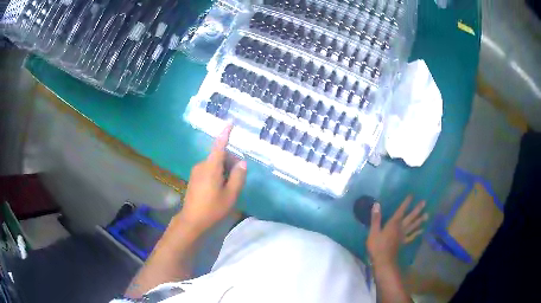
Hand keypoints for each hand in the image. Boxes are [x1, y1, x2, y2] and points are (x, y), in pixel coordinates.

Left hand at [177, 124, 246, 233]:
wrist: (192, 220)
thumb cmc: (212, 208)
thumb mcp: (230, 195)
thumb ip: (238, 177)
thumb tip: (242, 163)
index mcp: (211, 167)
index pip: (219, 146)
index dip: (225, 134)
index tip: (230, 123)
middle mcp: (201, 165)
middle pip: (219, 156)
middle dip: (230, 162)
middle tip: (236, 179)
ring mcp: (196, 171)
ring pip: (214, 163)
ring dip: (224, 169)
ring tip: (227, 187)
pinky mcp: (194, 177)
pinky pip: (208, 169)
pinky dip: (217, 173)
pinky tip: (218, 189)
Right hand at [366, 196, 427, 265]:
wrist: (384, 261)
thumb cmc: (377, 246)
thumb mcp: (373, 232)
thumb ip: (376, 218)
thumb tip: (377, 204)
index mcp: (393, 224)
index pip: (401, 211)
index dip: (406, 203)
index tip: (412, 195)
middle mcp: (400, 228)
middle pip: (410, 217)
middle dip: (417, 209)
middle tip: (424, 202)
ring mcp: (403, 235)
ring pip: (413, 226)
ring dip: (420, 220)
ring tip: (427, 214)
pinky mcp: (404, 242)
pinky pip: (412, 236)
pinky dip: (417, 233)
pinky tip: (421, 230)